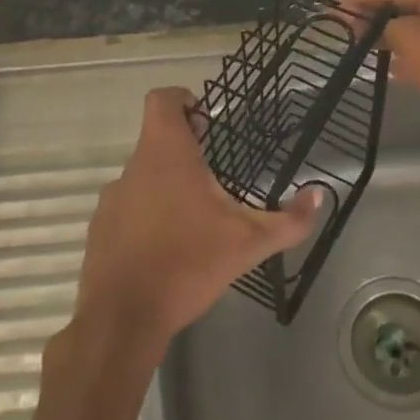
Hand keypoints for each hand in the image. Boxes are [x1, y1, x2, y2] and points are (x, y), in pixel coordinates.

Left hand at [71, 87, 321, 360]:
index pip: (162, 99)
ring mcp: (112, 200)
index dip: (183, 99)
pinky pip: (127, 210)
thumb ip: (289, 220)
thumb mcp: (248, 242)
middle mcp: (133, 168)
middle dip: (186, 150)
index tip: (205, 120)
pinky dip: (146, 217)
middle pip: (156, 140)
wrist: (122, 319)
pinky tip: (167, 248)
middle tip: (214, 174)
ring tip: (194, 217)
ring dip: (166, 186)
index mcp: (166, 154)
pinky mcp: (99, 231)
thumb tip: (320, 195)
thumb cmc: (187, 263)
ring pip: (142, 177)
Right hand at [337, 0, 419, 162]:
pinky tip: (382, 64)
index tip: (337, 3)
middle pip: (403, 10)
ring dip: (384, 37)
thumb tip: (363, 24)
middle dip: (373, 15)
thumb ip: (381, 24)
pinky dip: (398, 58)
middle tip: (341, 23)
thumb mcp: (407, 32)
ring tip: (354, 40)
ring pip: (409, 34)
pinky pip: (417, 58)